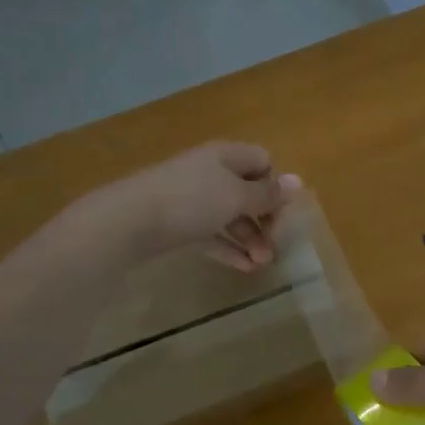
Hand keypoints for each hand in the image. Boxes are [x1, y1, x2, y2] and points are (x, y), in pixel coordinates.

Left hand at [112, 141, 301, 269]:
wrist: (127, 222)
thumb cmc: (190, 200)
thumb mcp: (236, 196)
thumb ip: (267, 194)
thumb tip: (298, 181)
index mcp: (226, 156)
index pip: (263, 162)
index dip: (275, 185)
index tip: (280, 213)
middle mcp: (210, 172)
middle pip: (247, 191)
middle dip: (265, 218)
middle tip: (275, 245)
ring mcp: (191, 198)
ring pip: (230, 215)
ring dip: (249, 238)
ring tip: (261, 263)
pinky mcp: (176, 223)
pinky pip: (211, 233)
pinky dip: (227, 247)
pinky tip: (243, 267)